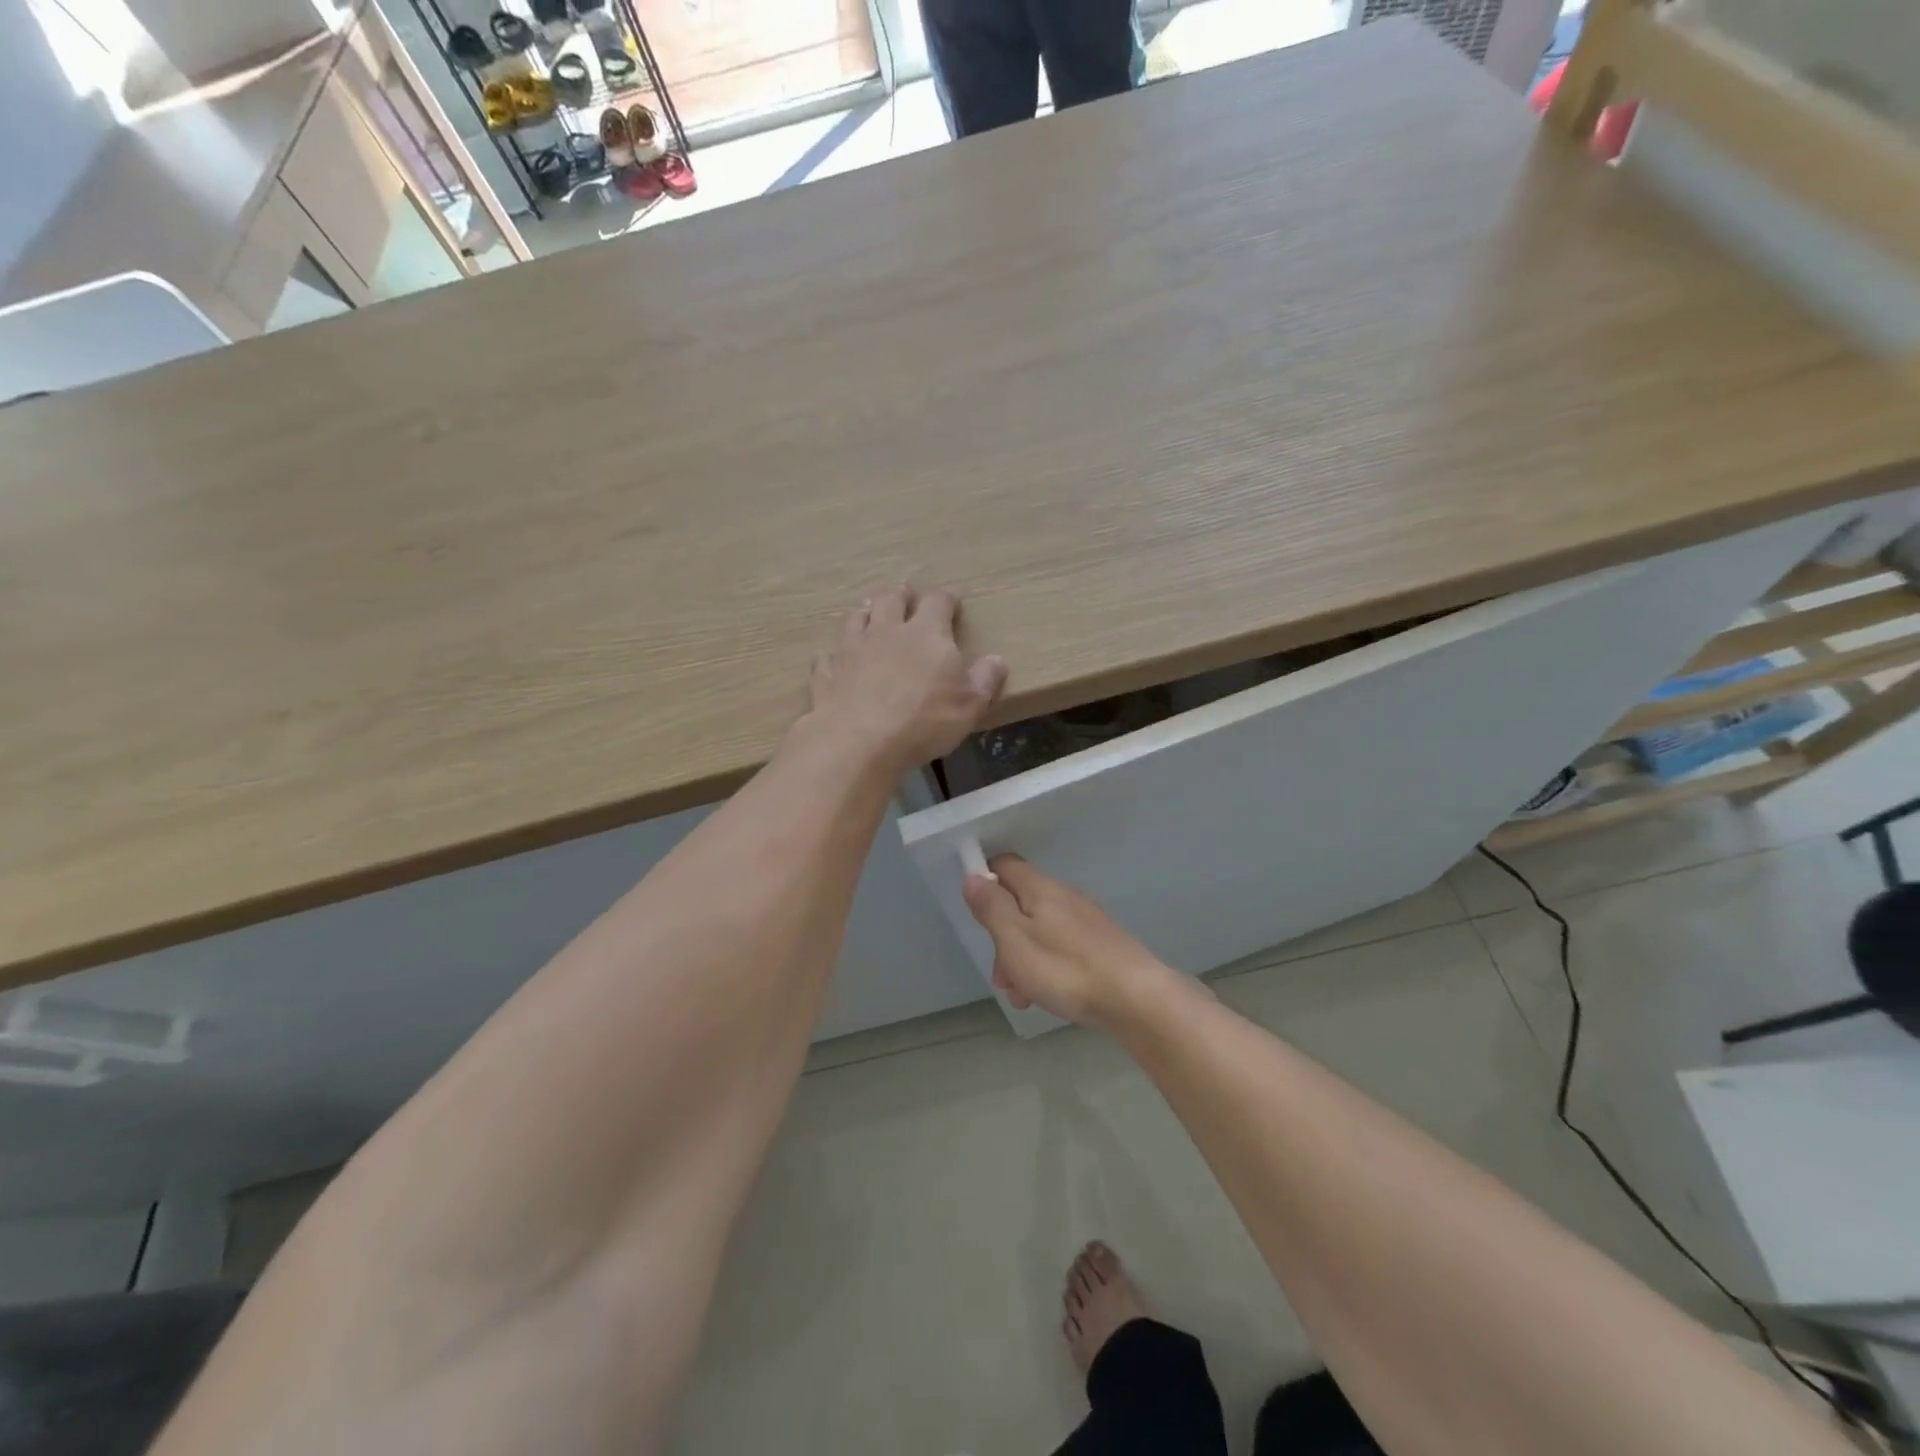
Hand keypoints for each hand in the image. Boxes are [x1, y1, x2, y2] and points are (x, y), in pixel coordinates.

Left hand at [803, 584, 1006, 772]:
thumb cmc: (924, 720)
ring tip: (870, 614)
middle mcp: (886, 630)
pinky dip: (835, 654)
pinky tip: (836, 660)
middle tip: (905, 594)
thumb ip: (986, 679)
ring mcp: (851, 649)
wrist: (859, 742)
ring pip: (856, 618)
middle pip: (891, 599)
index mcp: (926, 633)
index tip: (953, 600)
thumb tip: (997, 659)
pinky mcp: (826, 673)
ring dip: (866, 613)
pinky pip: (828, 655)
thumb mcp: (970, 705)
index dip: (947, 598)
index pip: (938, 602)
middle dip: (901, 594)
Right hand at [962, 856, 1177, 1028]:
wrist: (1137, 998)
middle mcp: (1064, 896)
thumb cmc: (1066, 969)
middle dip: (1002, 938)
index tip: (975, 913)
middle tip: (1000, 977)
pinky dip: (1047, 969)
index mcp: (1040, 888)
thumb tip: (973, 876)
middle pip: (1020, 904)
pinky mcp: (1101, 945)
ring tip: (1022, 997)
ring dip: (1022, 960)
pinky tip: (1049, 997)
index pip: (1004, 865)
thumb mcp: (1015, 939)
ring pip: (1039, 931)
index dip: (984, 880)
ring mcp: (1085, 921)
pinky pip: (1061, 948)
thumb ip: (992, 907)